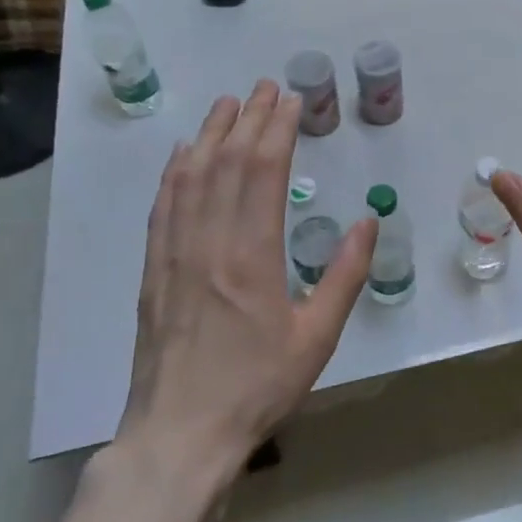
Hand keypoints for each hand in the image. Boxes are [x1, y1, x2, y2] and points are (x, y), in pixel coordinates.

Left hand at [121, 81, 377, 463]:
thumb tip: (367, 222)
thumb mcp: (317, 337)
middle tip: (266, 87)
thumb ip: (345, 275)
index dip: (278, 130)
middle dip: (250, 118)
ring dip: (211, 133)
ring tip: (229, 103)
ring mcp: (174, 254)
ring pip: (191, 177)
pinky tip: (183, 153)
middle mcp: (209, 242)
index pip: (264, 173)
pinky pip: (163, 206)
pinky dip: (174, 171)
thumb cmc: (257, 387)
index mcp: (253, 255)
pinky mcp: (153, 270)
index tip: (292, 101)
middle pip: (228, 163)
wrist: (180, 435)